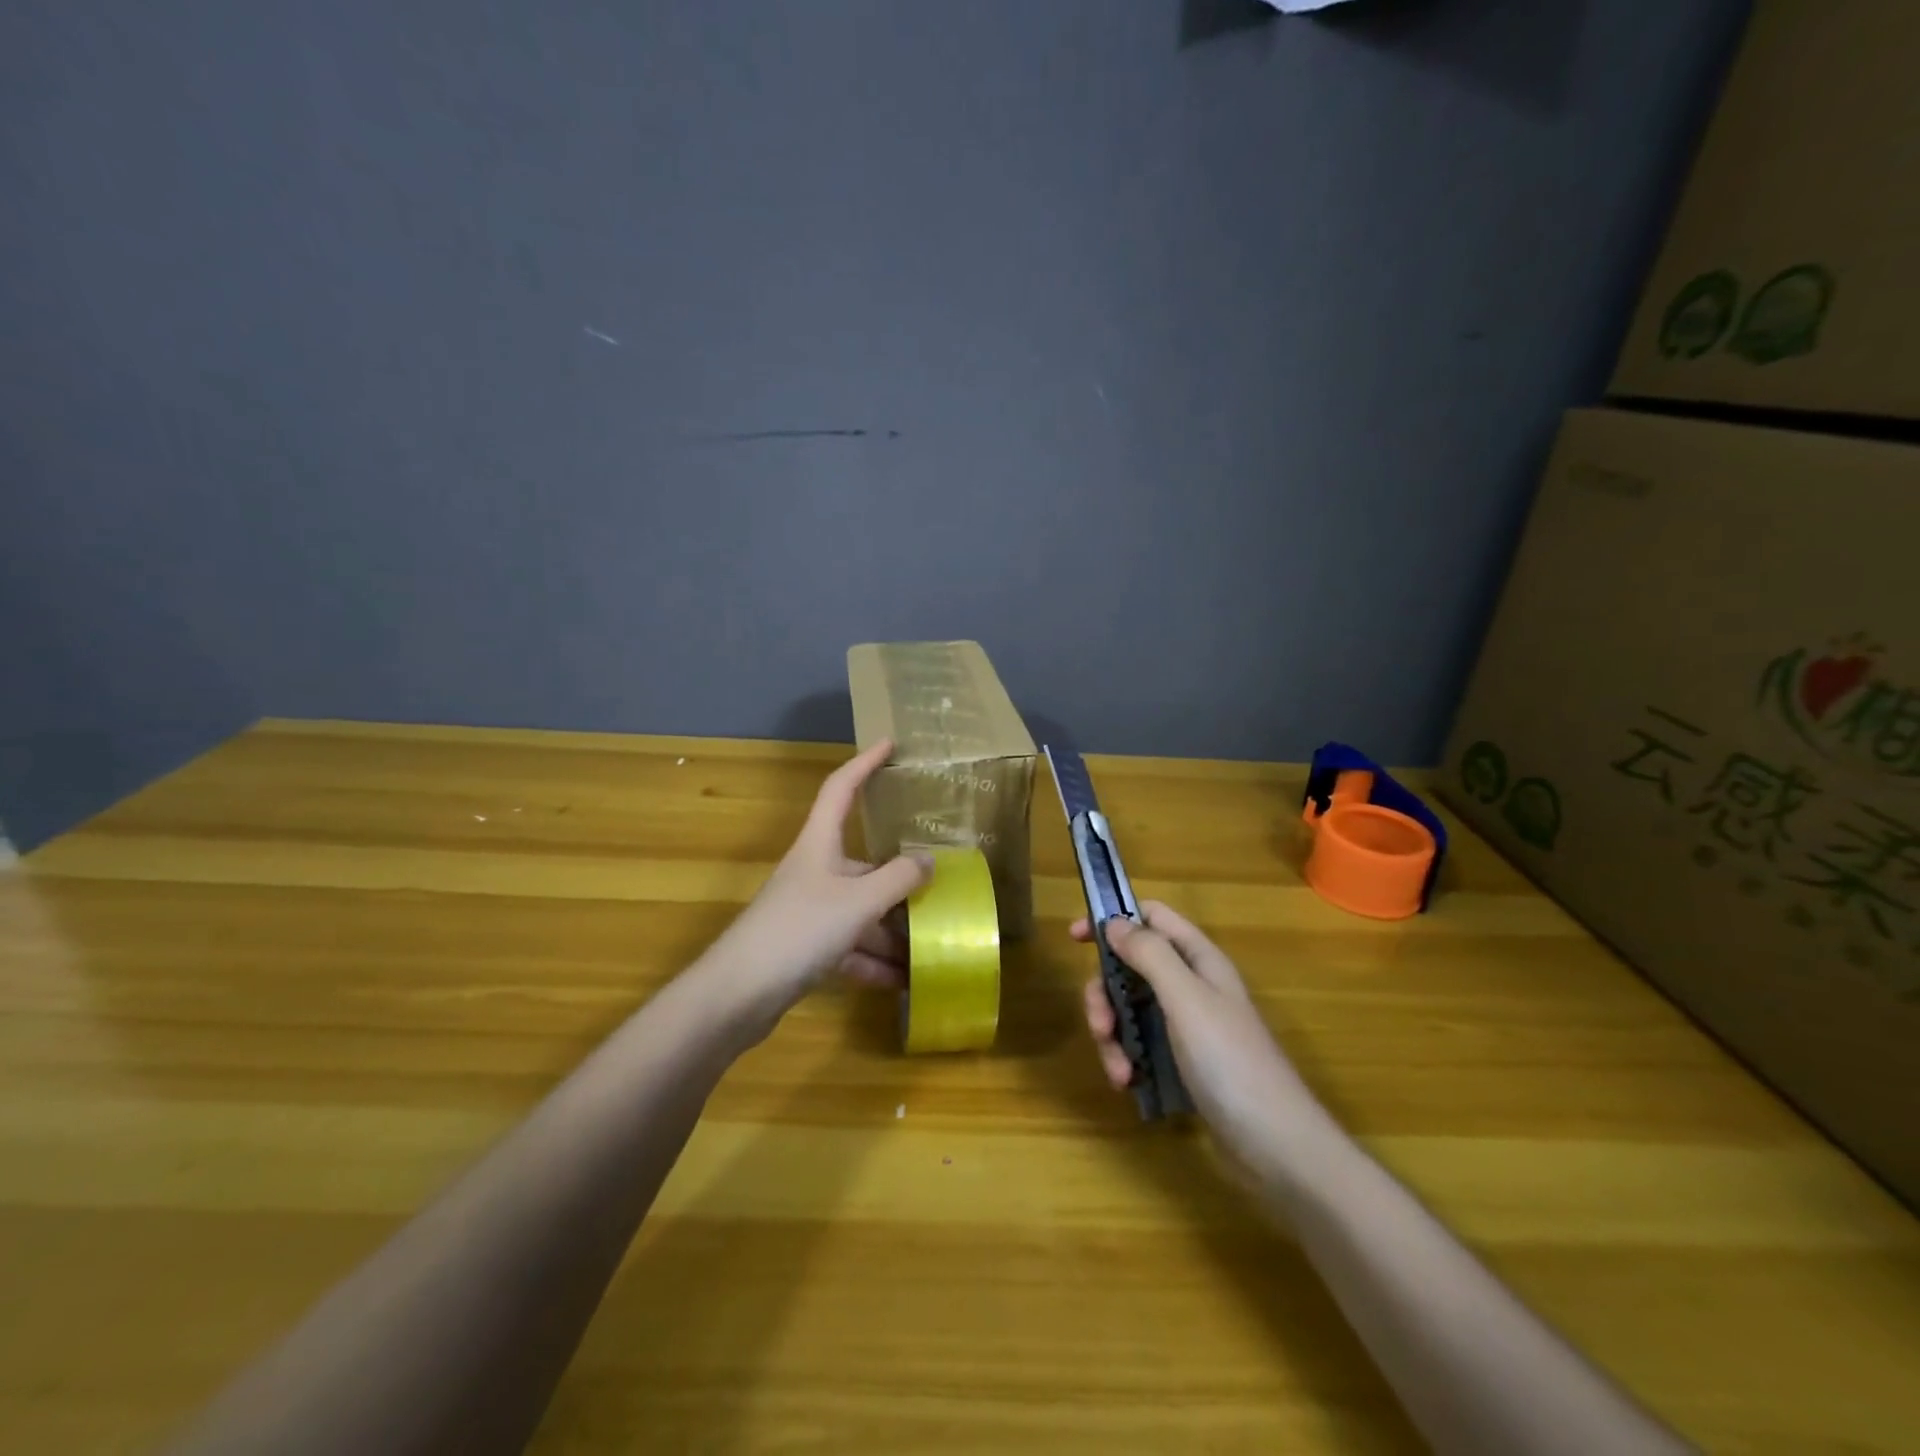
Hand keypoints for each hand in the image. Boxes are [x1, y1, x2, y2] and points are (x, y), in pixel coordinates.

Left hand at [704, 739, 932, 1026]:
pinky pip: (850, 947)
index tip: (890, 744)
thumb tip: (928, 860)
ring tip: (932, 946)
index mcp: (820, 845)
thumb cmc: (799, 930)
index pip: (841, 788)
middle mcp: (815, 872)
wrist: (737, 995)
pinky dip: (874, 962)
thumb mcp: (858, 901)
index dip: (864, 763)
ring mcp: (809, 911)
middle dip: (901, 880)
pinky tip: (904, 981)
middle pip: (864, 864)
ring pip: (861, 912)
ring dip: (893, 931)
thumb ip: (898, 879)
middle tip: (941, 885)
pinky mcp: (805, 949)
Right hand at [1073, 902, 1321, 1175]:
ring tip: (1118, 1070)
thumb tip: (1112, 922)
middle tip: (1100, 1024)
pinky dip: (1127, 1059)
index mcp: (1198, 960)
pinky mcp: (1183, 1062)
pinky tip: (1129, 1084)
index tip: (1074, 938)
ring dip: (1113, 1035)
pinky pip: (1141, 1044)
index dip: (1113, 919)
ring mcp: (1188, 1026)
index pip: (1152, 917)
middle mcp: (1192, 985)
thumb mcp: (1186, 1000)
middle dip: (1106, 993)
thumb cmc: (1231, 1062)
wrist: (1277, 1147)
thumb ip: (1149, 955)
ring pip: (1130, 1009)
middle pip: (1131, 967)